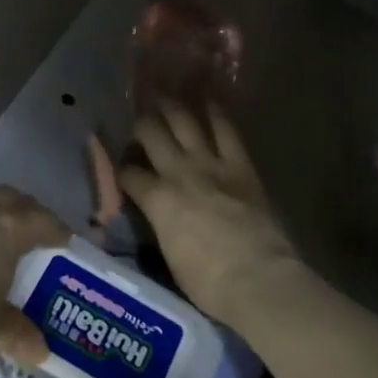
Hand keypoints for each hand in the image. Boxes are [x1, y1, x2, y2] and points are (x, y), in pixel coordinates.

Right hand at [121, 102, 304, 332]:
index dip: (120, 169)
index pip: (128, 174)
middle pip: (151, 134)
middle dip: (141, 124)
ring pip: (185, 122)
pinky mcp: (240, 166)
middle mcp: (179, 172)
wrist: (258, 279)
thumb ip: (159, 227)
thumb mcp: (169, 256)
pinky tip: (209, 101)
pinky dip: (216, 113)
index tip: (119, 166)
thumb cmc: (209, 282)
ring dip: (172, 107)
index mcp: (157, 200)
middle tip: (138, 119)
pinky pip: (226, 131)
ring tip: (163, 95)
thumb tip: (155, 219)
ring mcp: (211, 164)